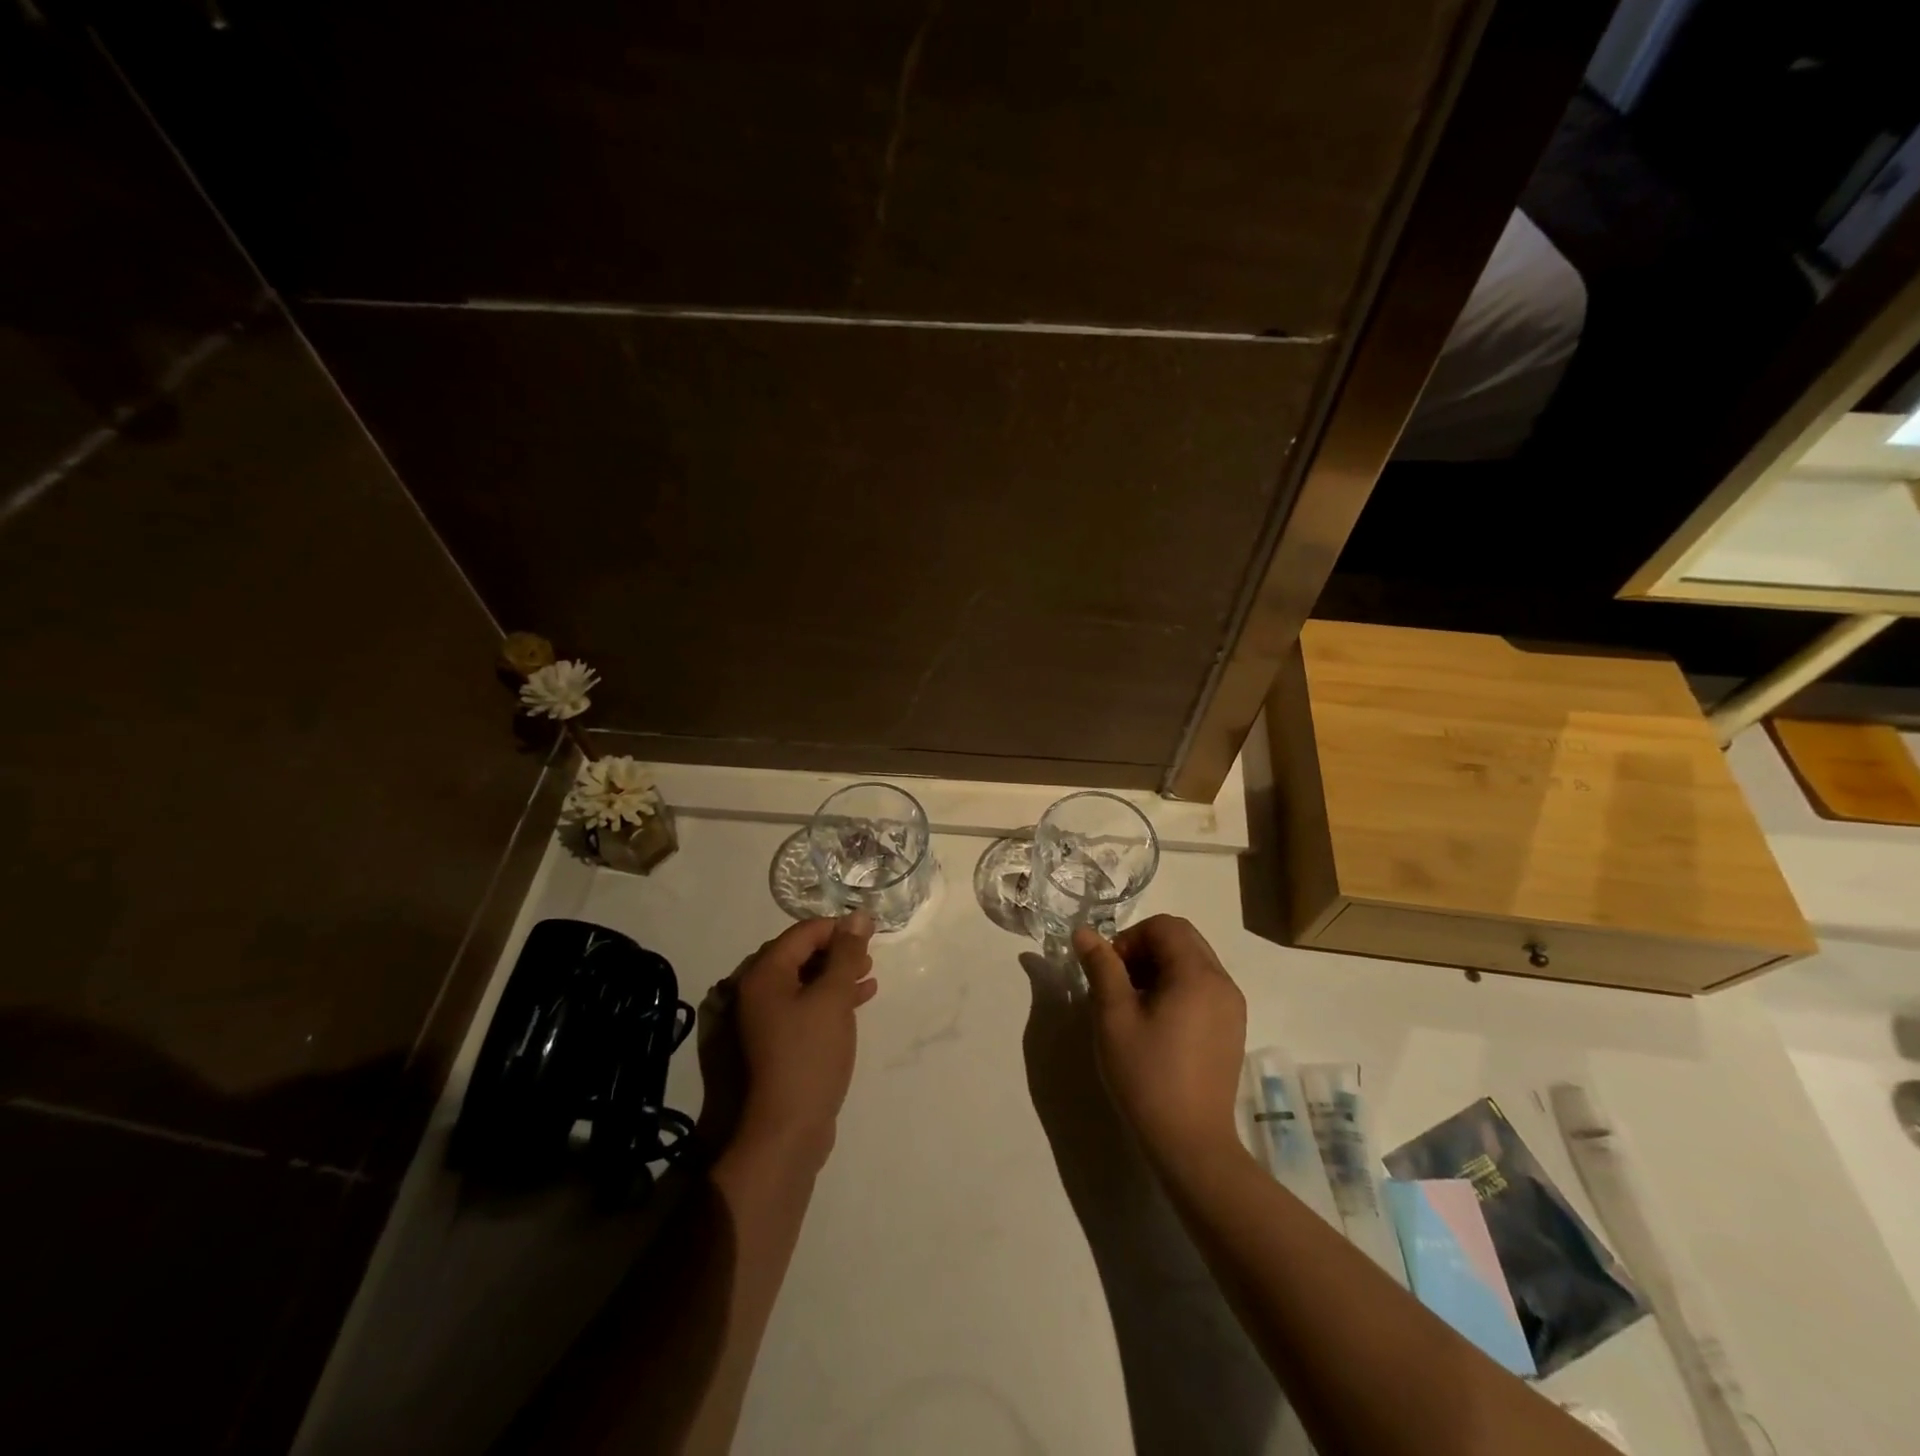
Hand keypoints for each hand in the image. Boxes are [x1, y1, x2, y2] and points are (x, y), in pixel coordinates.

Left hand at [729, 913, 877, 1170]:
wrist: (786, 1131)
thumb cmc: (809, 1056)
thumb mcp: (833, 998)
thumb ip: (847, 955)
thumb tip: (858, 916)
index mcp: (763, 975)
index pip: (802, 933)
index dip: (838, 927)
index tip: (870, 930)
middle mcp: (757, 992)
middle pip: (800, 955)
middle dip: (837, 950)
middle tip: (870, 952)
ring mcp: (765, 1019)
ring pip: (805, 981)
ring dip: (837, 974)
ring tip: (869, 974)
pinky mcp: (778, 1042)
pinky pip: (806, 1006)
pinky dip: (831, 999)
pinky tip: (860, 999)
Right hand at [1073, 915, 1246, 1174]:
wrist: (1192, 1144)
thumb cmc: (1148, 1076)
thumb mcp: (1114, 1017)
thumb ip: (1101, 967)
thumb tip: (1084, 932)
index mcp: (1198, 975)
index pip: (1165, 926)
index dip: (1131, 937)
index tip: (1110, 970)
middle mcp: (1223, 983)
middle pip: (1182, 939)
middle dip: (1145, 949)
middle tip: (1118, 983)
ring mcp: (1232, 1007)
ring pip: (1193, 963)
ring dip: (1159, 968)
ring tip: (1133, 1005)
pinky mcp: (1232, 1029)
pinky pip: (1203, 988)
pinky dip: (1177, 988)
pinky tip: (1156, 1023)